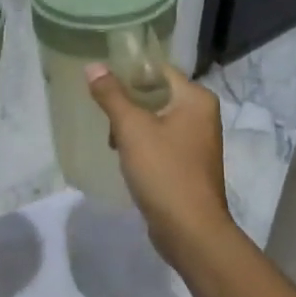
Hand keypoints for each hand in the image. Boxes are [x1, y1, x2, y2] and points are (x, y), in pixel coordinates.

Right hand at [85, 63, 234, 265]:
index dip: (130, 71)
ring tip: (111, 139)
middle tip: (102, 112)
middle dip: (128, 101)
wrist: (190, 230)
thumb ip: (111, 95)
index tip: (101, 78)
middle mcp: (202, 115)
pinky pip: (161, 141)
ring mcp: (198, 142)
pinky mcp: (189, 165)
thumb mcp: (131, 128)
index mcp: (196, 99)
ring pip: (157, 119)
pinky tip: (124, 157)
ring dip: (132, 125)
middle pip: (157, 94)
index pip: (159, 70)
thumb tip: (93, 66)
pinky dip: (142, 144)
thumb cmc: (164, 170)